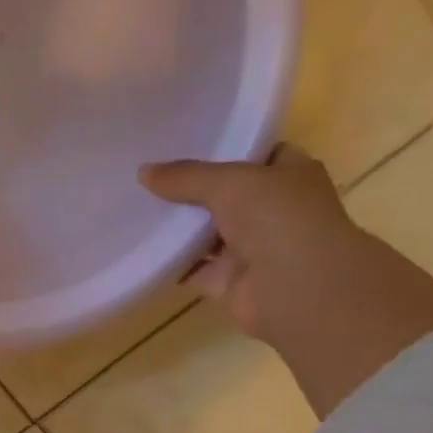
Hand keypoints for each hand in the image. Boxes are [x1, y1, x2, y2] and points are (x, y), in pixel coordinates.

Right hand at [141, 146, 432, 417]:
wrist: (297, 289)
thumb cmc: (278, 219)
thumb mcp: (230, 183)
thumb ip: (186, 177)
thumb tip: (144, 172)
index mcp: (289, 176)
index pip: (257, 154)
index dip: (225, 148)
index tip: (184, 143)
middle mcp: (273, 210)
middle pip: (226, 195)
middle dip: (191, 189)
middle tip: (148, 177)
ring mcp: (251, 248)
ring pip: (207, 233)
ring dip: (177, 228)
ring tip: (135, 209)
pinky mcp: (228, 280)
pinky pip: (192, 269)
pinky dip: (170, 264)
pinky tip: (140, 250)